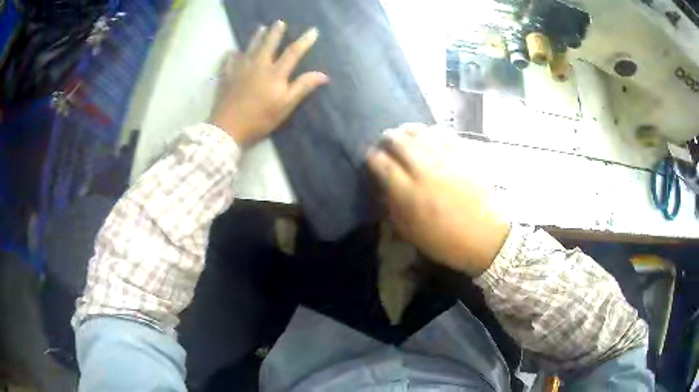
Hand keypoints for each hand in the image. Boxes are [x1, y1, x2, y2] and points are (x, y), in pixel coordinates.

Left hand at [210, 21, 328, 145]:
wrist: (228, 128)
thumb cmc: (260, 119)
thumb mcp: (285, 105)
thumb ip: (303, 87)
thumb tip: (324, 75)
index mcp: (275, 73)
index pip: (293, 53)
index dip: (304, 41)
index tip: (313, 31)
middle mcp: (258, 65)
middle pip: (268, 44)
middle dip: (276, 33)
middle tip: (279, 22)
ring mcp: (240, 69)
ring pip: (249, 48)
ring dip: (256, 37)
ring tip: (260, 28)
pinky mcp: (227, 77)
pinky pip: (229, 61)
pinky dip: (231, 55)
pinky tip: (231, 51)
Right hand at [367, 124, 509, 276]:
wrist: (486, 238)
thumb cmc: (446, 241)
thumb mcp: (411, 232)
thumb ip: (392, 207)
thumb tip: (382, 185)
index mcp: (409, 193)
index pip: (382, 163)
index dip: (372, 156)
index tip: (370, 156)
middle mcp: (425, 171)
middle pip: (399, 141)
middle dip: (387, 137)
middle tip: (385, 140)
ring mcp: (446, 160)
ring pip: (421, 132)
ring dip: (408, 129)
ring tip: (404, 132)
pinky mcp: (464, 156)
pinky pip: (445, 134)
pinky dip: (433, 130)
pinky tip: (430, 133)